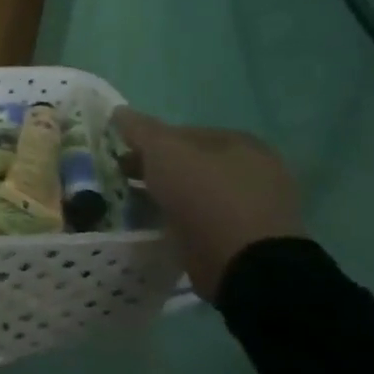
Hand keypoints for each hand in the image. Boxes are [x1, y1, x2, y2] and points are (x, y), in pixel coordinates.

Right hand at [110, 109, 305, 301]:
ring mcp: (254, 206)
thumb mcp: (164, 152)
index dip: (150, 141)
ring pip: (195, 192)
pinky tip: (160, 226)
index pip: (184, 132)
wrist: (244, 262)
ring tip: (137, 204)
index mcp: (240, 143)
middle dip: (157, 169)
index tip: (123, 155)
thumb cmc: (205, 195)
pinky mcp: (245, 238)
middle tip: (125, 179)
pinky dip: (181, 220)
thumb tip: (119, 111)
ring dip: (167, 196)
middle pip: (190, 163)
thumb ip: (140, 129)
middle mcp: (254, 170)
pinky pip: (202, 220)